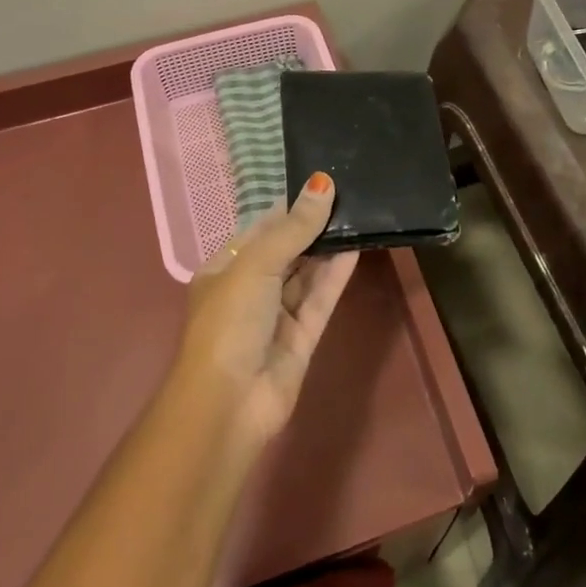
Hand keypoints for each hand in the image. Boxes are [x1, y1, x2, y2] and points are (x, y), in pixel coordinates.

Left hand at [176, 173, 359, 447]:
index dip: (290, 207)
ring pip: (307, 273)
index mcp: (225, 268)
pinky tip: (358, 246)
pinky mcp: (302, 336)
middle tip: (350, 194)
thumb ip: (294, 227)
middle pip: (287, 249)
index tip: (322, 183)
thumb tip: (322, 183)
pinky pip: (321, 297)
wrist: (228, 404)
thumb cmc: (229, 322)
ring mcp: (277, 315)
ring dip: (329, 246)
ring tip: (360, 213)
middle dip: (313, 225)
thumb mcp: (256, 265)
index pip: (261, 229)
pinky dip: (337, 273)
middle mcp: (250, 289)